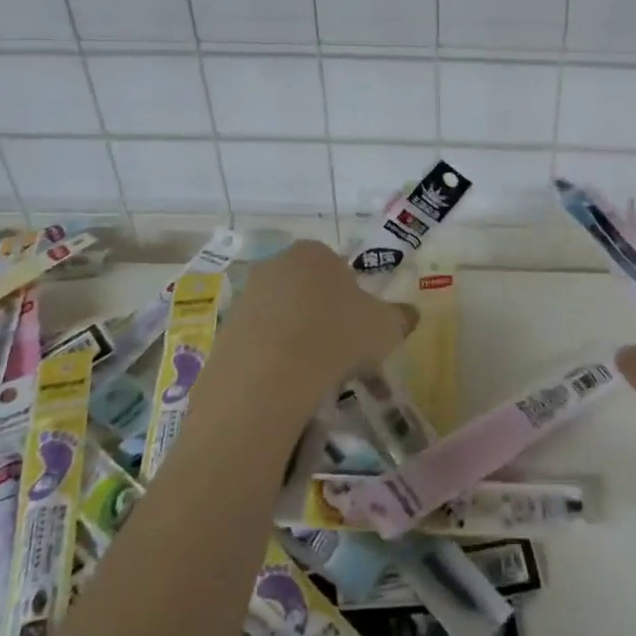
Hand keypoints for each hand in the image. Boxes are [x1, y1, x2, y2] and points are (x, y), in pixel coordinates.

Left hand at [210, 240, 418, 412]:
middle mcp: (276, 264)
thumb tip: (411, 314)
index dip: (352, 298)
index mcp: (314, 253)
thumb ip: (401, 317)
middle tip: (340, 351)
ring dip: (297, 337)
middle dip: (323, 316)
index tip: (359, 328)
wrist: (268, 378)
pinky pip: (258, 341)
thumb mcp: (386, 328)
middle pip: (308, 289)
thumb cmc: (336, 337)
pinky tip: (285, 383)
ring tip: (314, 374)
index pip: (338, 267)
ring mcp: (245, 296)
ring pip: (282, 315)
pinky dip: (272, 358)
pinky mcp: (224, 330)